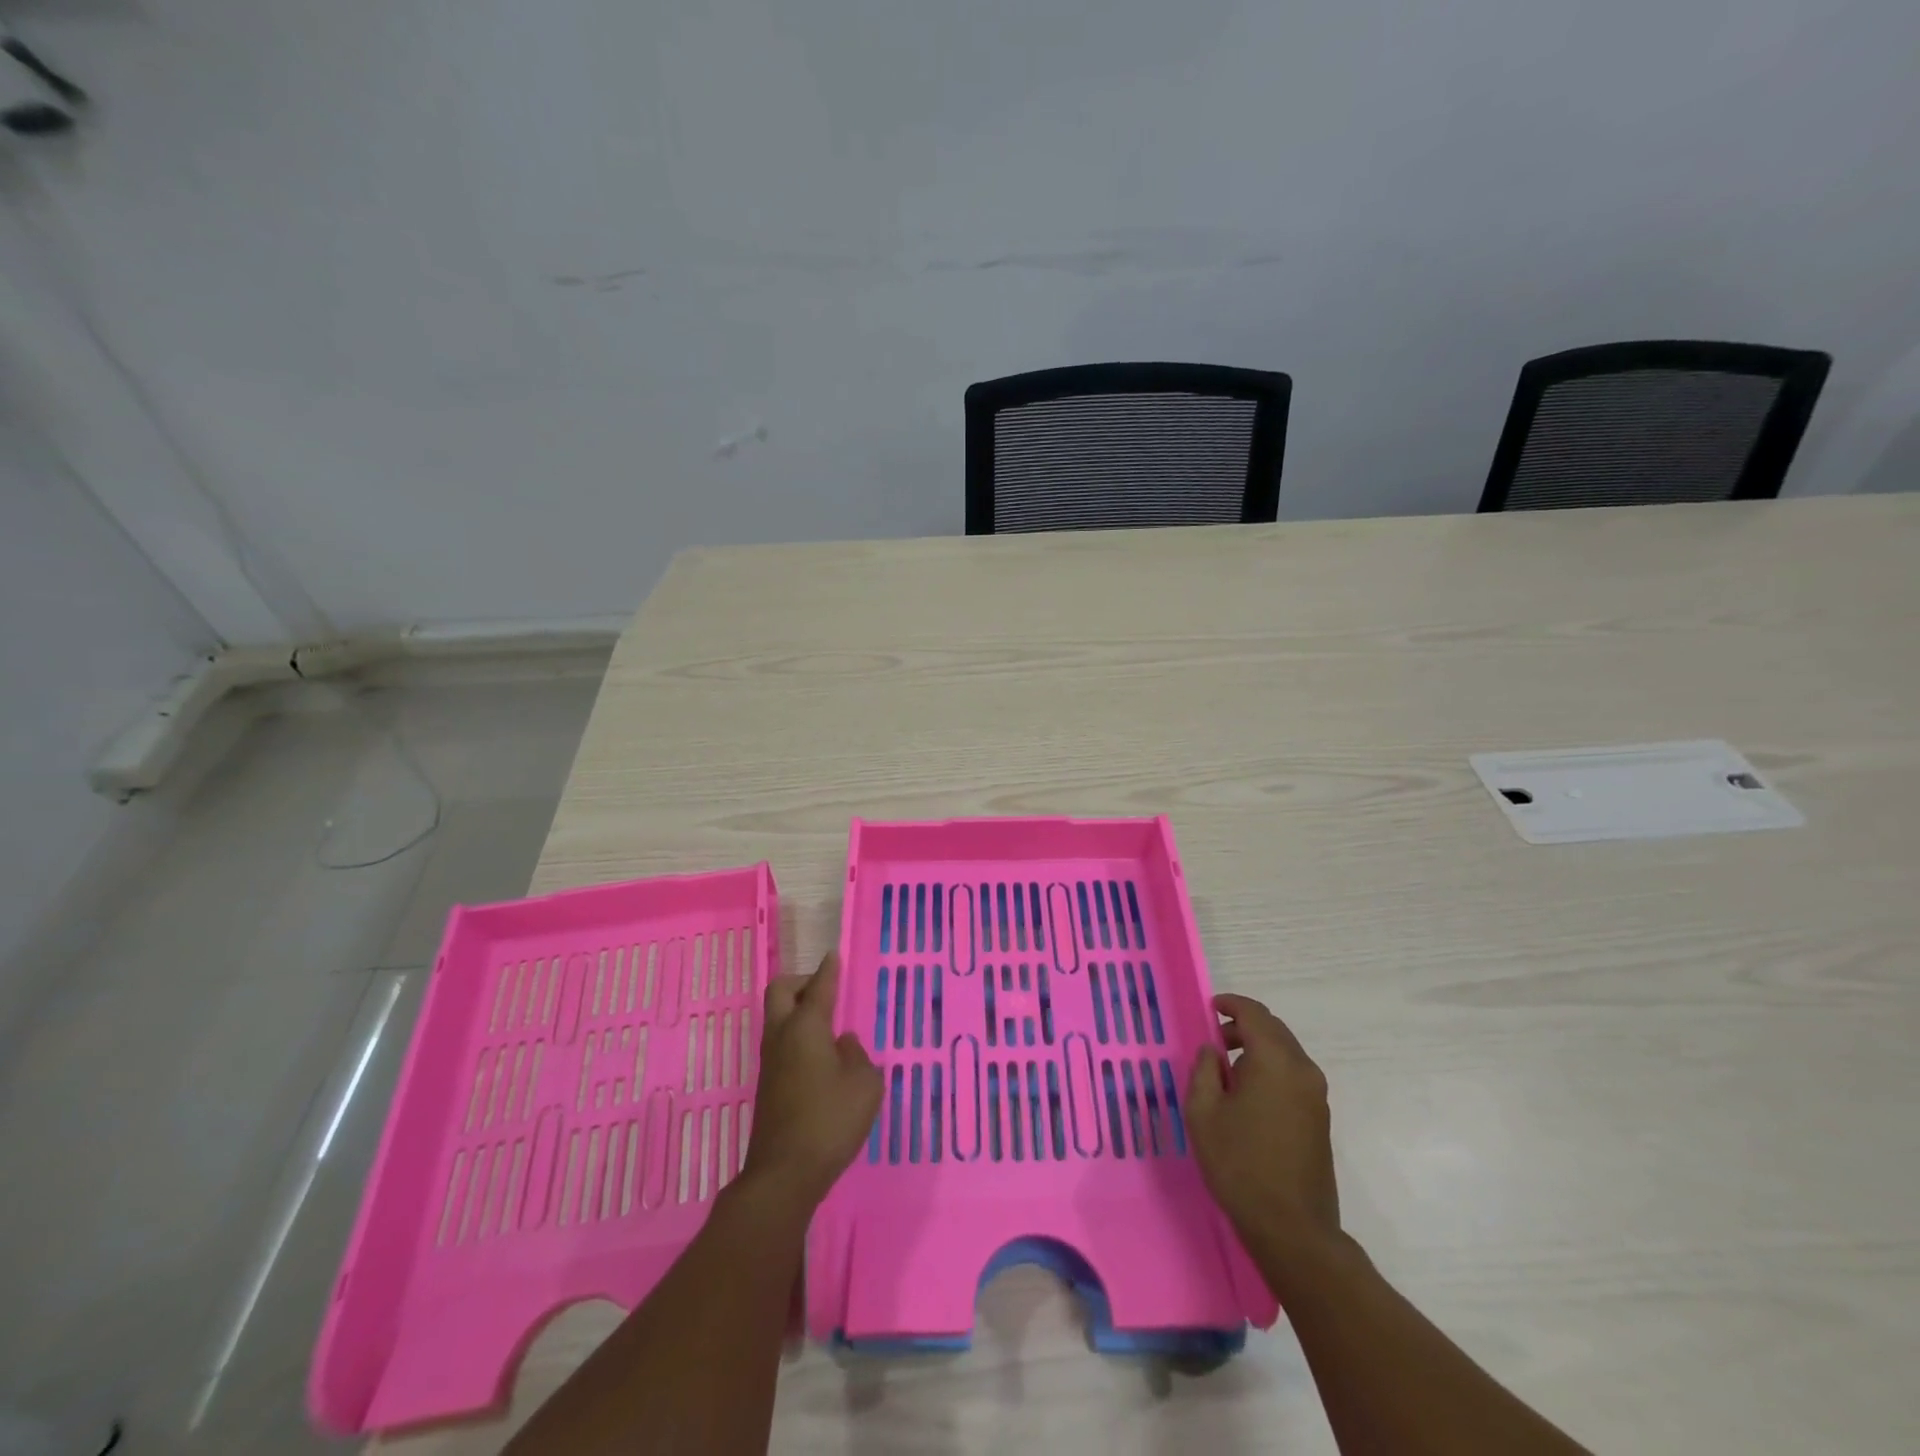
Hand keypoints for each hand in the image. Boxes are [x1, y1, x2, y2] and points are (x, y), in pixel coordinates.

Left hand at [741, 951, 882, 1208]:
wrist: (784, 1173)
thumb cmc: (830, 1120)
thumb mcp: (864, 1085)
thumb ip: (858, 1055)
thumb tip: (842, 1044)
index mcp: (806, 1027)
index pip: (819, 987)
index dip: (828, 969)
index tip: (833, 955)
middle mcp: (782, 1036)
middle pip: (781, 991)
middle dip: (801, 982)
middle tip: (825, 990)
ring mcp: (770, 1061)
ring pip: (777, 1017)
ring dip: (797, 1010)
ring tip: (828, 1023)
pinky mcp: (767, 1085)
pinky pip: (781, 1043)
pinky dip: (797, 1036)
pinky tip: (820, 1056)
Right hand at [1187, 993, 1342, 1280]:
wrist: (1292, 1228)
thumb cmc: (1239, 1164)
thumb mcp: (1203, 1113)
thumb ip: (1204, 1070)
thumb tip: (1213, 1050)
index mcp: (1274, 1061)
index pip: (1254, 1014)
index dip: (1231, 1004)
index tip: (1210, 1008)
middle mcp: (1302, 1069)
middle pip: (1273, 1029)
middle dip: (1243, 1027)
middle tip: (1214, 1041)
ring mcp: (1316, 1095)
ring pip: (1285, 1052)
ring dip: (1257, 1049)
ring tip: (1227, 1071)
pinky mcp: (1320, 1118)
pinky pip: (1293, 1074)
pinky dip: (1270, 1069)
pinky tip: (1249, 1095)